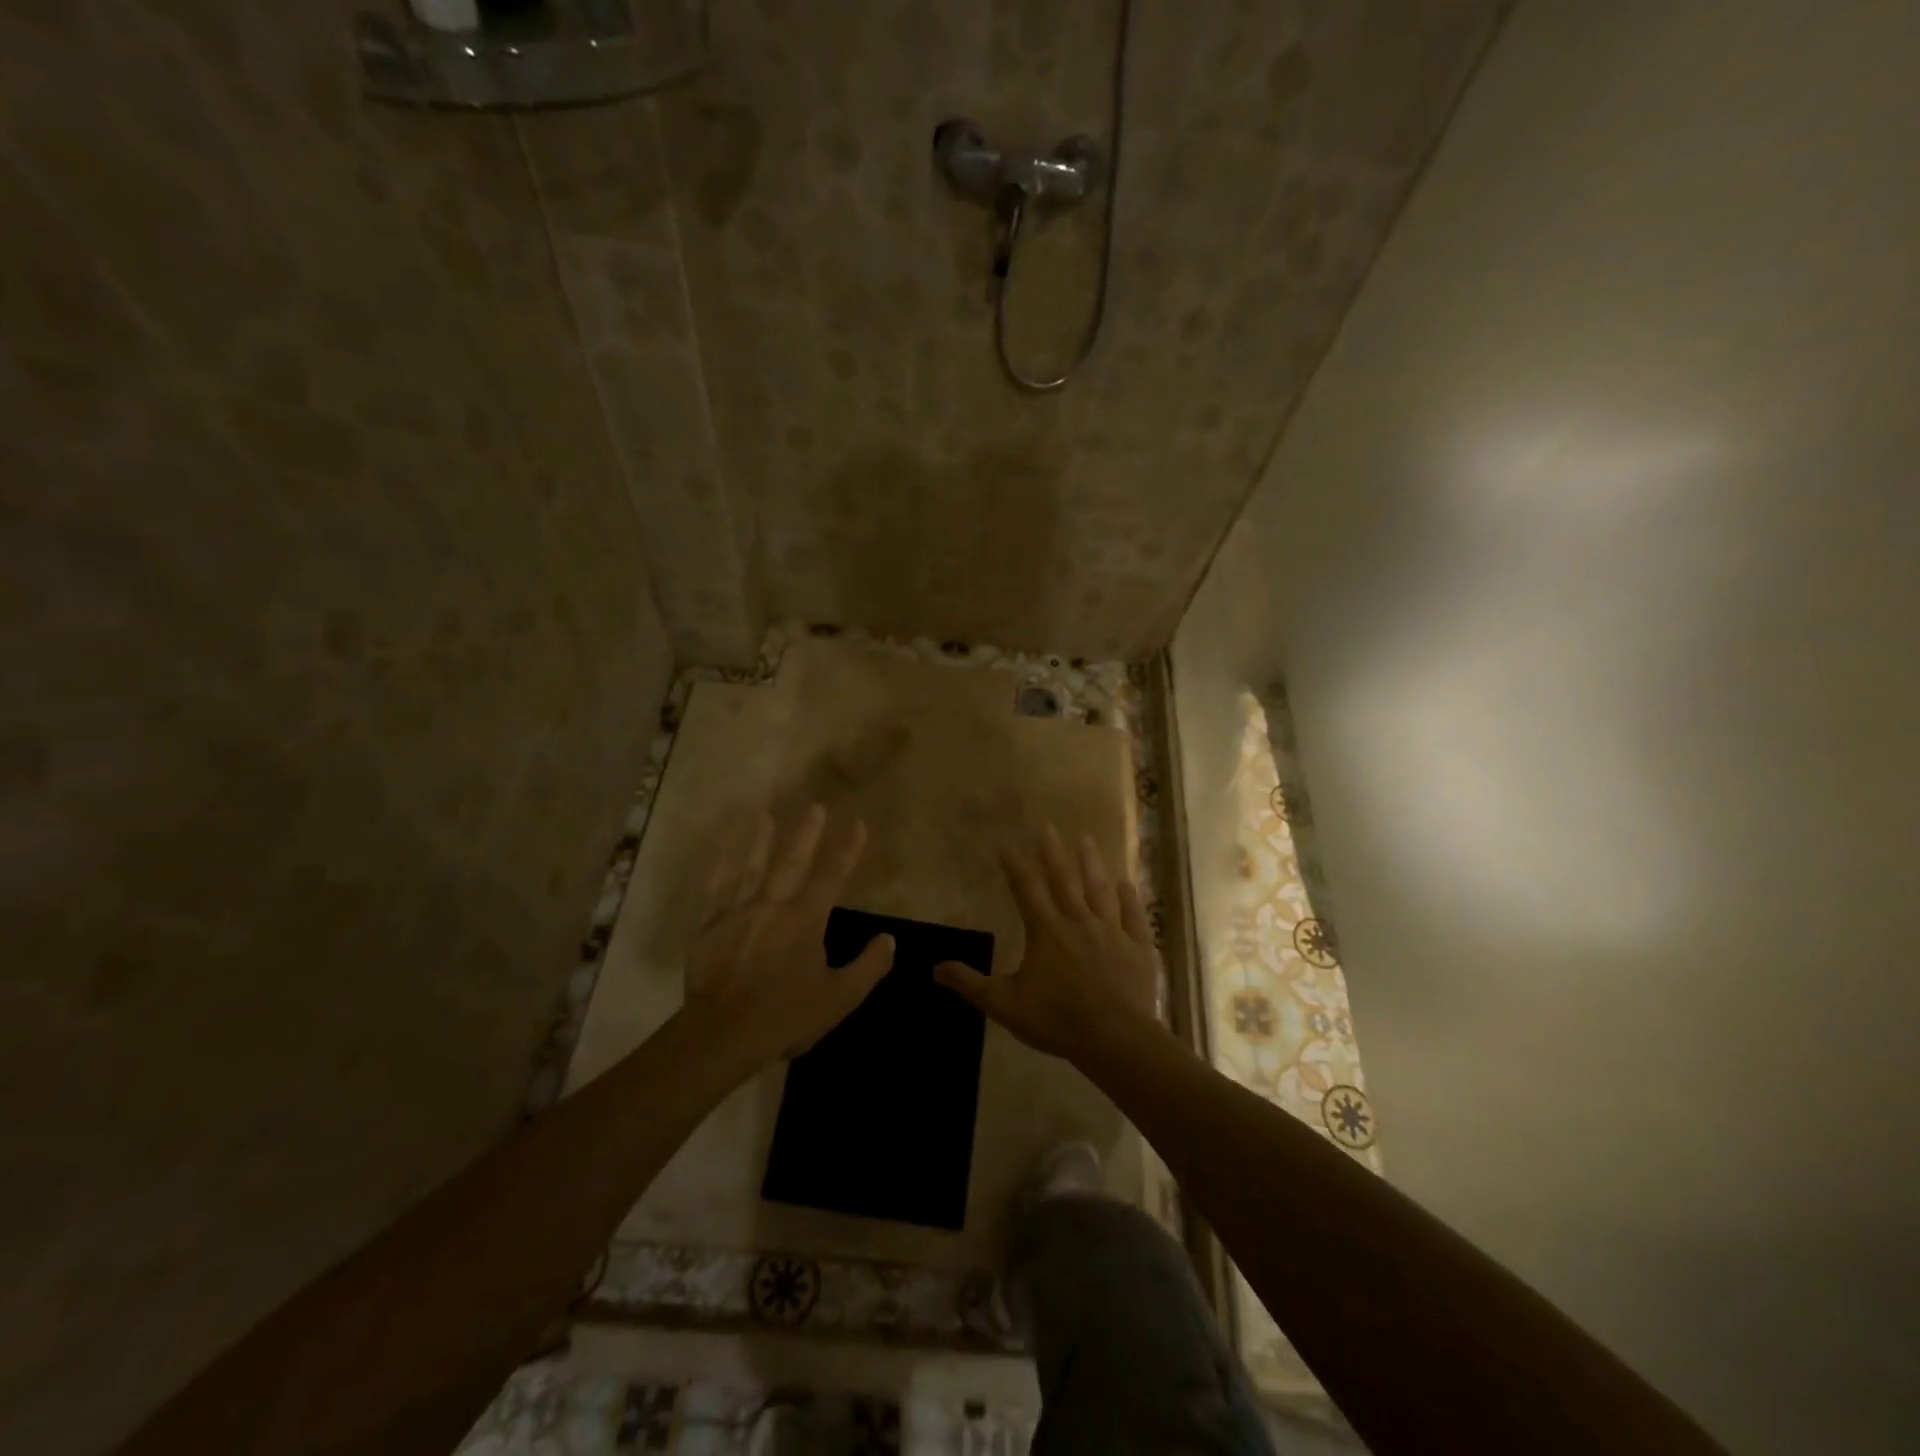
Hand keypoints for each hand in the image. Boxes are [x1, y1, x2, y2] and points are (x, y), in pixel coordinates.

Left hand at [682, 804, 893, 1068]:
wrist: (723, 1034)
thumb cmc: (786, 1015)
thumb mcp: (840, 998)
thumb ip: (868, 966)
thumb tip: (889, 939)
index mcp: (806, 919)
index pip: (832, 876)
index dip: (847, 849)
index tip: (858, 825)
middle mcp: (773, 905)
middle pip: (792, 861)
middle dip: (807, 833)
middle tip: (815, 807)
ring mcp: (737, 912)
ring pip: (750, 867)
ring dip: (758, 840)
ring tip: (764, 815)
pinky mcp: (708, 926)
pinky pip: (714, 889)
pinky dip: (718, 867)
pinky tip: (720, 852)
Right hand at [935, 825, 1161, 1062]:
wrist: (1115, 1039)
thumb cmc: (1056, 1019)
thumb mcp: (1004, 1004)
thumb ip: (970, 983)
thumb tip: (935, 968)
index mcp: (1046, 931)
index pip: (1026, 889)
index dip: (1014, 865)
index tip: (1006, 843)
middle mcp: (1078, 921)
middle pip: (1063, 879)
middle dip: (1053, 852)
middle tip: (1048, 825)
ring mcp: (1112, 931)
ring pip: (1099, 889)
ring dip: (1091, 863)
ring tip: (1085, 839)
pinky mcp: (1138, 947)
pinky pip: (1133, 916)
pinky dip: (1129, 898)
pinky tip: (1127, 883)